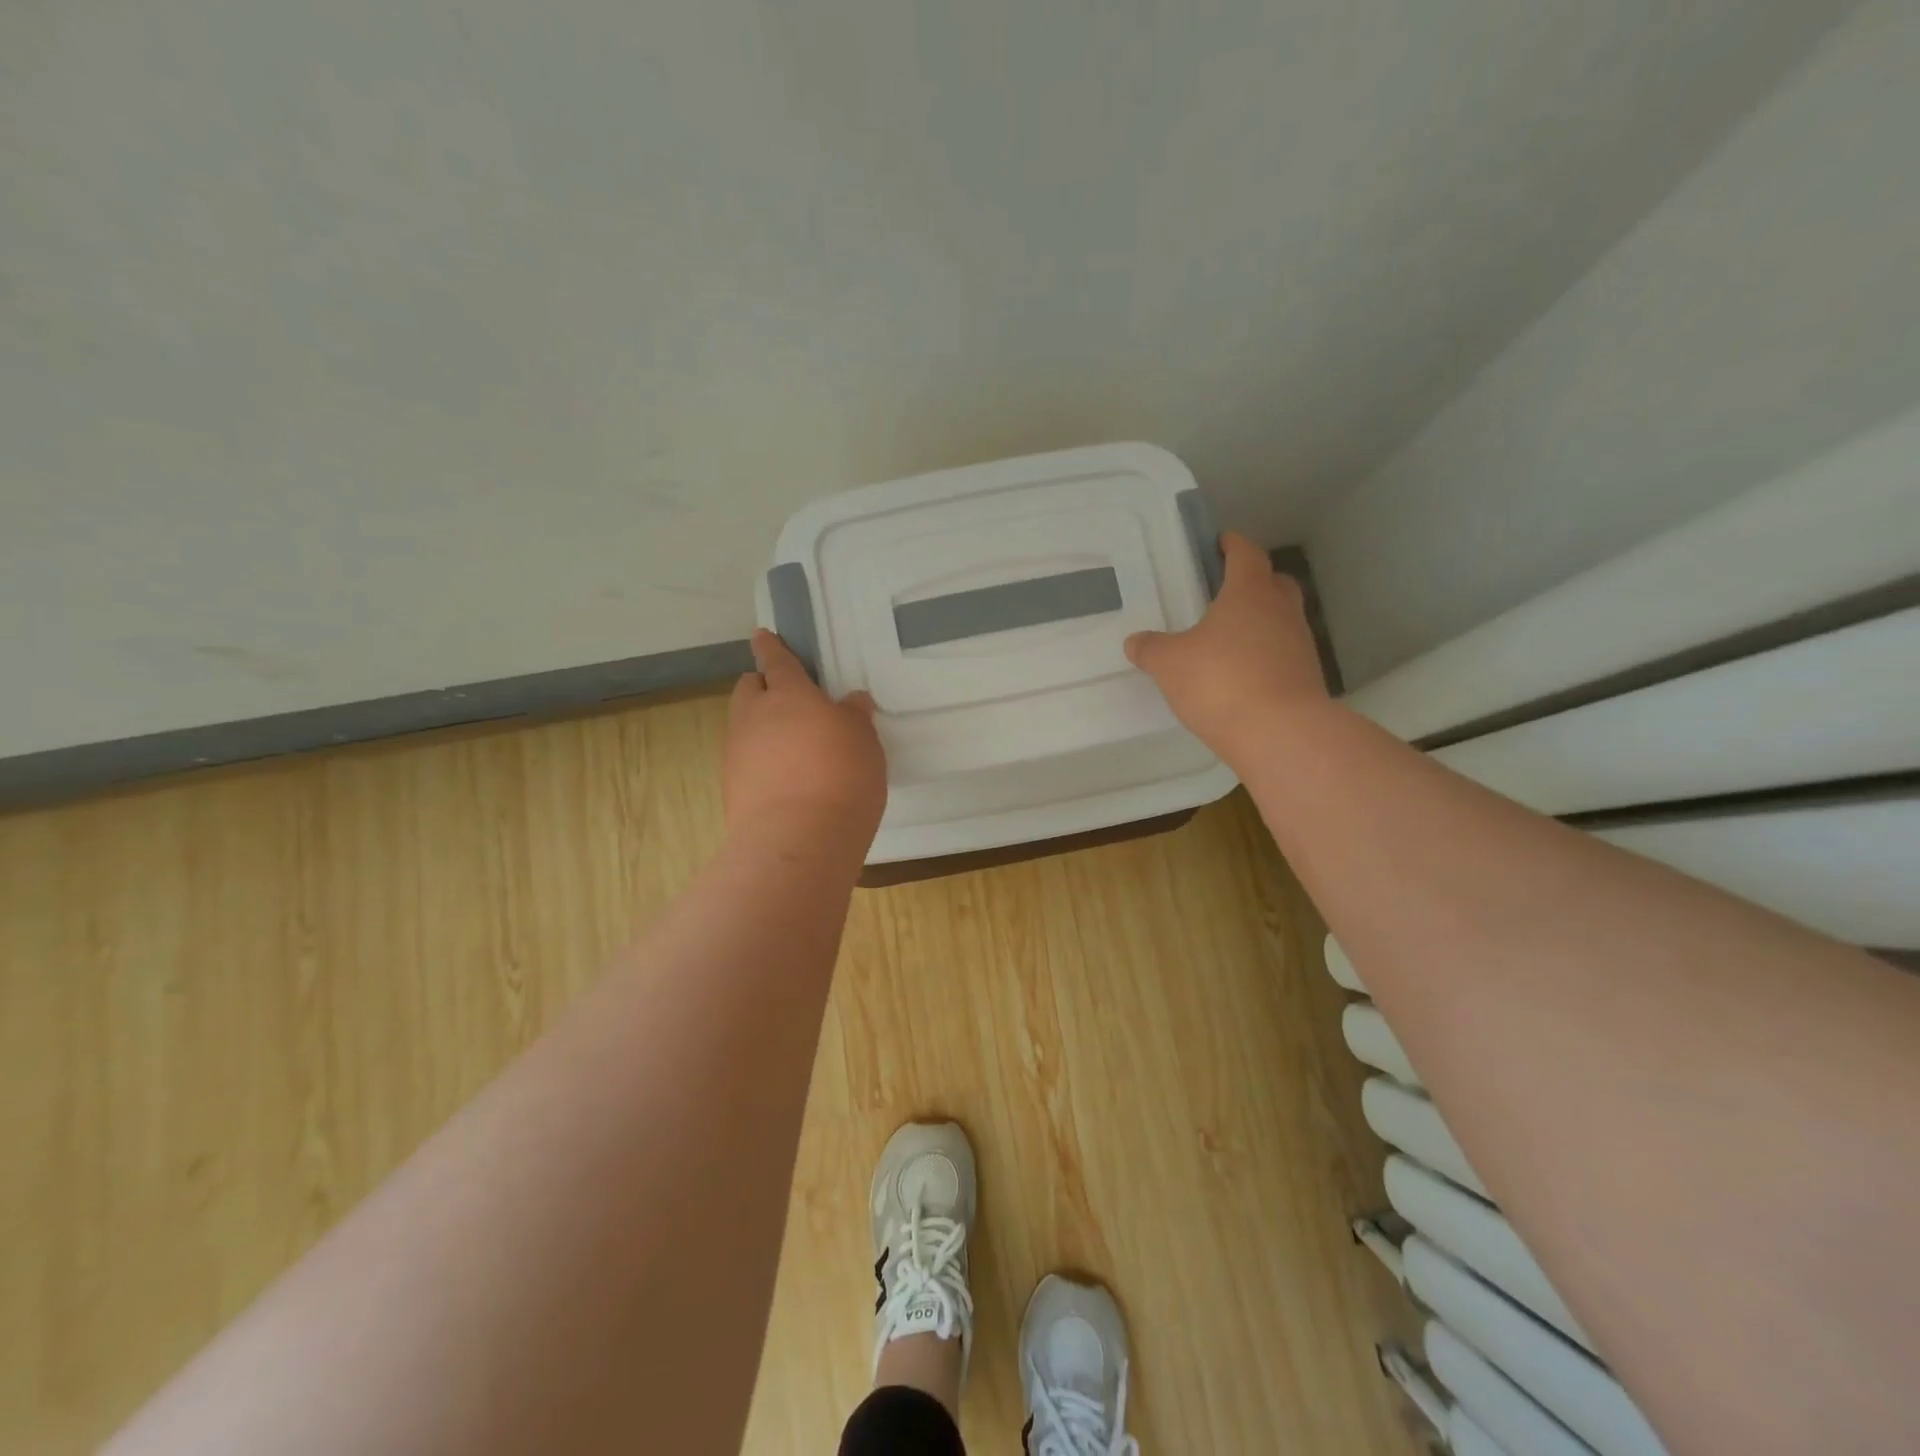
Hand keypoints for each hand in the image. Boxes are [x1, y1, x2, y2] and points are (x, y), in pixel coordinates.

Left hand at [724, 630, 886, 847]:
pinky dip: (760, 760)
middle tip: (788, 700)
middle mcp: (754, 717)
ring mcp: (737, 754)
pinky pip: (745, 760)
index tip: (762, 636)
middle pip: (748, 690)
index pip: (776, 661)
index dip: (770, 647)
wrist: (798, 841)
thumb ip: (854, 717)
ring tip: (792, 746)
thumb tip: (850, 701)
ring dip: (761, 726)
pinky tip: (785, 779)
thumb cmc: (841, 776)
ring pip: (743, 726)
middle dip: (762, 686)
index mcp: (788, 695)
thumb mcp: (863, 740)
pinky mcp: (732, 789)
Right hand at [1125, 532, 1329, 759]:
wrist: (1280, 733)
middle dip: (1254, 581)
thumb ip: (1151, 649)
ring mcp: (1300, 645)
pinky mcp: (1306, 678)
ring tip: (1230, 639)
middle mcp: (1281, 611)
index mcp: (1249, 593)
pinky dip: (1265, 657)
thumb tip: (1135, 641)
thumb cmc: (1220, 681)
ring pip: (1282, 620)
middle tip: (1228, 591)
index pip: (1246, 554)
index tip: (1221, 542)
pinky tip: (1243, 675)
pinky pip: (1283, 655)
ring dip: (1261, 622)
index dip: (1233, 545)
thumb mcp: (1170, 664)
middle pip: (1274, 583)